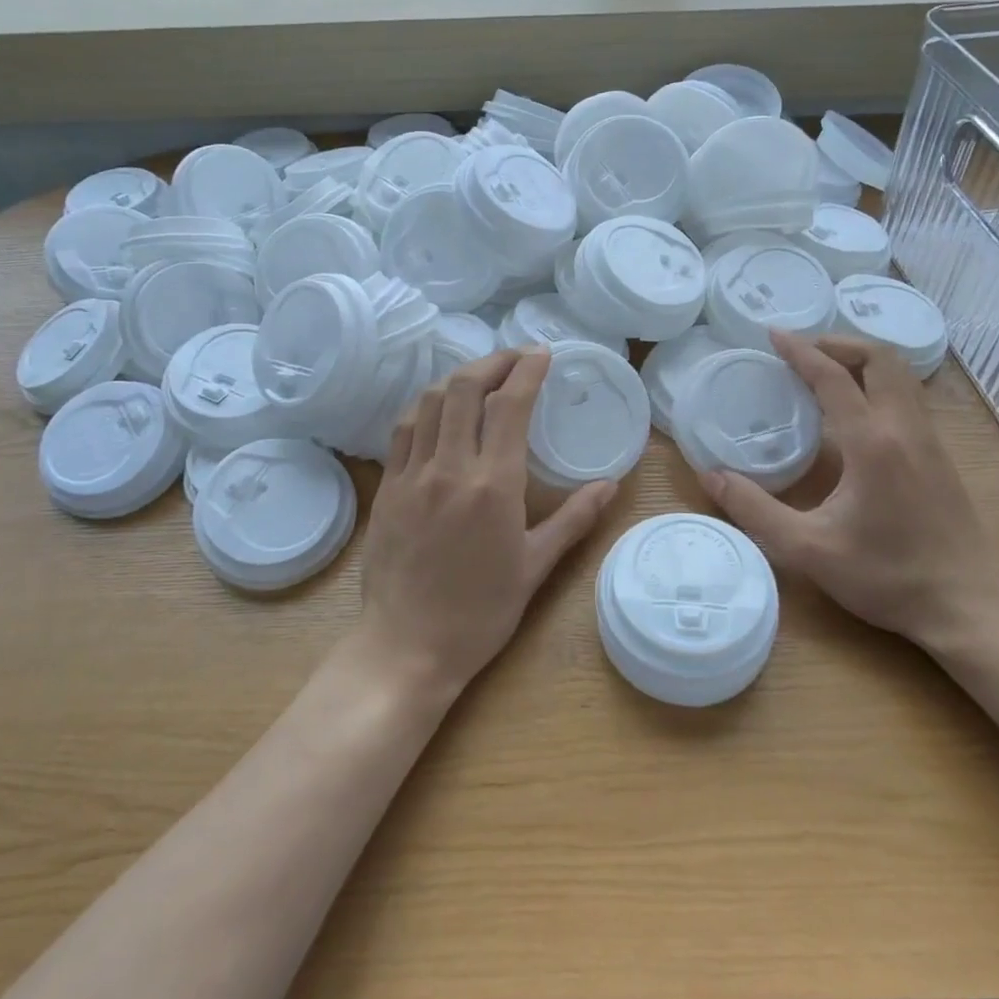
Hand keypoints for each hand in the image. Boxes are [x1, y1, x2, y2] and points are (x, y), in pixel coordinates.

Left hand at [361, 349, 614, 696]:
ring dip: (458, 378)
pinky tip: (439, 408)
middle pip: (464, 389)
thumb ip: (574, 519)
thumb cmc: (480, 612)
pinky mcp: (388, 488)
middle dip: (493, 362)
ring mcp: (412, 475)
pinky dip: (425, 406)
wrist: (407, 645)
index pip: (510, 405)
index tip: (543, 353)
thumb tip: (610, 485)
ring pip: (429, 401)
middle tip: (515, 359)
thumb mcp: (535, 566)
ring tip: (481, 377)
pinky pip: (403, 430)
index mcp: (493, 486)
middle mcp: (449, 468)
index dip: (527, 370)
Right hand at [697, 331, 998, 647]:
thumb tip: (711, 477)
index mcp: (872, 444)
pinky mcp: (939, 456)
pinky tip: (855, 409)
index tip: (772, 334)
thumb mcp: (808, 549)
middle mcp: (905, 429)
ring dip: (862, 360)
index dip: (801, 351)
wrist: (967, 605)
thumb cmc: (886, 576)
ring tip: (824, 370)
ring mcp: (929, 441)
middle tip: (801, 351)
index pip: (834, 378)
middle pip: (880, 358)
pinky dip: (878, 382)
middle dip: (838, 343)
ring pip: (901, 375)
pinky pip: (908, 397)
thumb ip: (755, 510)